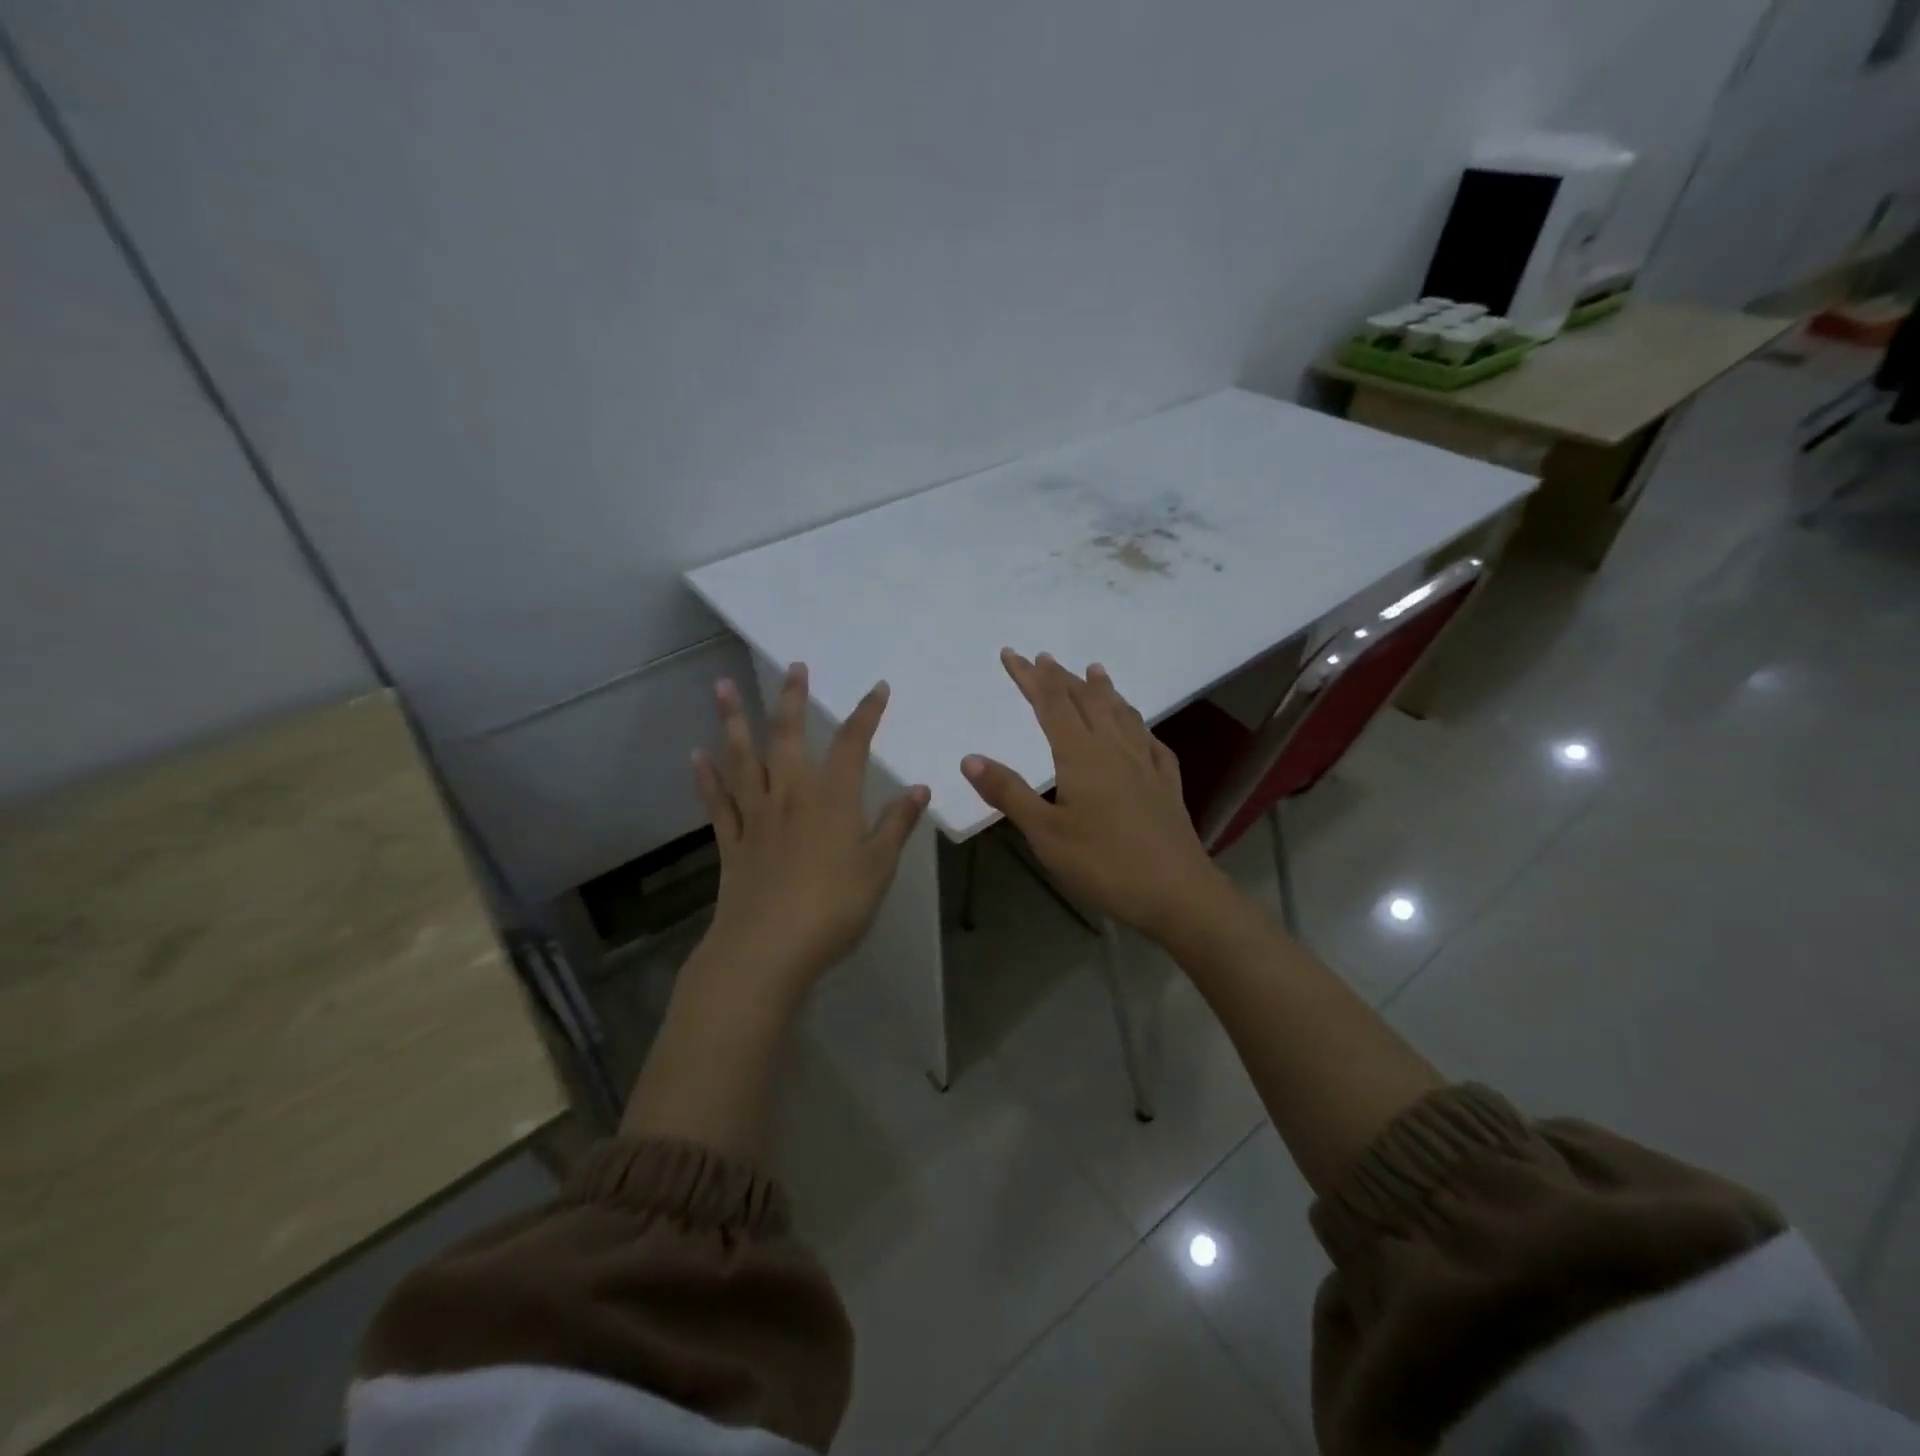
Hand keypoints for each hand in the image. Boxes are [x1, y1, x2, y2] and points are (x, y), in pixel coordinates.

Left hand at [691, 664, 928, 998]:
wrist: (768, 949)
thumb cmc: (834, 907)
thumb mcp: (878, 868)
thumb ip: (896, 825)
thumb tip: (918, 789)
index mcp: (832, 799)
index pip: (853, 744)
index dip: (867, 713)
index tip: (877, 687)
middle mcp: (791, 795)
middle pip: (789, 737)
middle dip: (793, 700)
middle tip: (794, 667)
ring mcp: (756, 817)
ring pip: (743, 759)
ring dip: (733, 721)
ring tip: (722, 686)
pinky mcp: (732, 842)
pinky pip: (718, 802)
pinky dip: (707, 777)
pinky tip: (697, 755)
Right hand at [961, 650, 1226, 941]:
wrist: (1176, 892)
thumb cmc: (1103, 863)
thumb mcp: (1045, 833)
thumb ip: (1009, 793)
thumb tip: (970, 759)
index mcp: (1081, 755)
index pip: (1050, 703)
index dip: (1029, 677)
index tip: (1011, 654)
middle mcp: (1115, 748)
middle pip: (1086, 701)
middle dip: (1060, 678)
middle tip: (1043, 658)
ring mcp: (1146, 763)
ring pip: (1121, 713)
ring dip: (1102, 689)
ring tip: (1094, 670)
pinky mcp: (1167, 783)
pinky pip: (1150, 739)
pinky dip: (1137, 722)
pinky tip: (1139, 727)